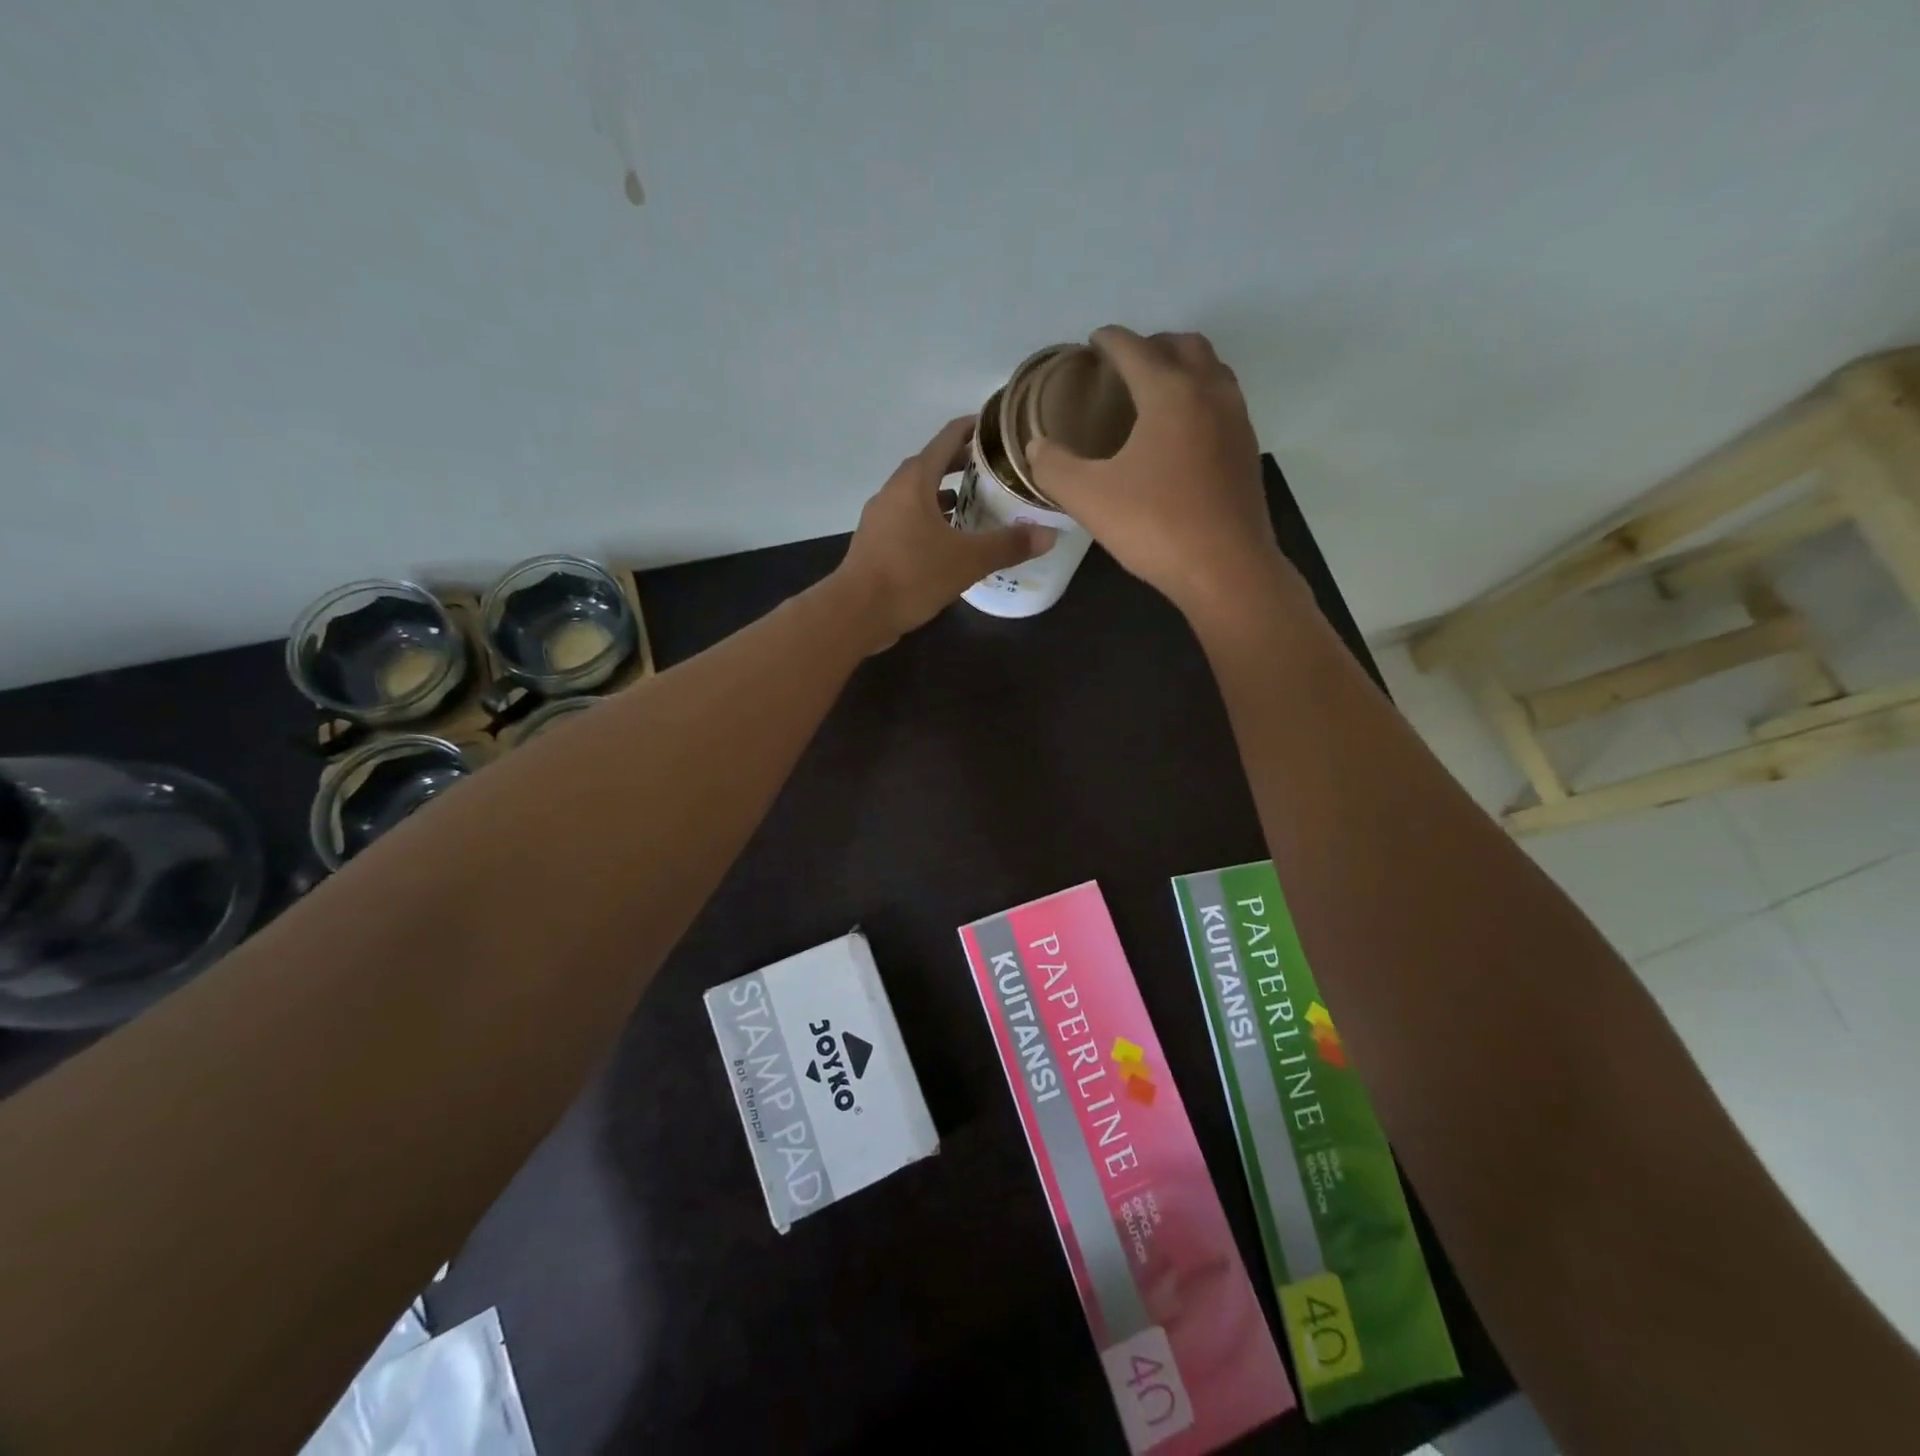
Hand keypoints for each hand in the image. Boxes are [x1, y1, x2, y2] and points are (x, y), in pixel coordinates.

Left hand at [836, 416, 1055, 650]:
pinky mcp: (876, 543)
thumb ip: (1008, 545)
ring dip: (945, 496)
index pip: (947, 438)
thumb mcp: (968, 560)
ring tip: (976, 506)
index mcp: (915, 481)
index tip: (998, 428)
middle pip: (932, 465)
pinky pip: (909, 520)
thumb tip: (1049, 535)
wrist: (856, 612)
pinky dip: (931, 521)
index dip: (973, 428)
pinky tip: (949, 542)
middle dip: (962, 464)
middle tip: (995, 471)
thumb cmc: (912, 575)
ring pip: (918, 496)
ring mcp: (881, 518)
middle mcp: (894, 491)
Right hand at [1027, 327, 1290, 618]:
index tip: (1092, 343)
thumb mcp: (1088, 498)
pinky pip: (1222, 402)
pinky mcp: (1247, 451)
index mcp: (1170, 392)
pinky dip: (1199, 397)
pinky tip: (1179, 433)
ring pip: (1211, 370)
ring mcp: (1236, 421)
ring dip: (1181, 367)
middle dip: (1151, 345)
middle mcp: (1209, 393)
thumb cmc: (1155, 527)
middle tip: (1123, 366)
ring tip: (1153, 391)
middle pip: (1183, 345)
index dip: (1109, 341)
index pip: (1135, 348)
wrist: (1226, 570)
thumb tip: (1038, 446)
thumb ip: (1054, 466)